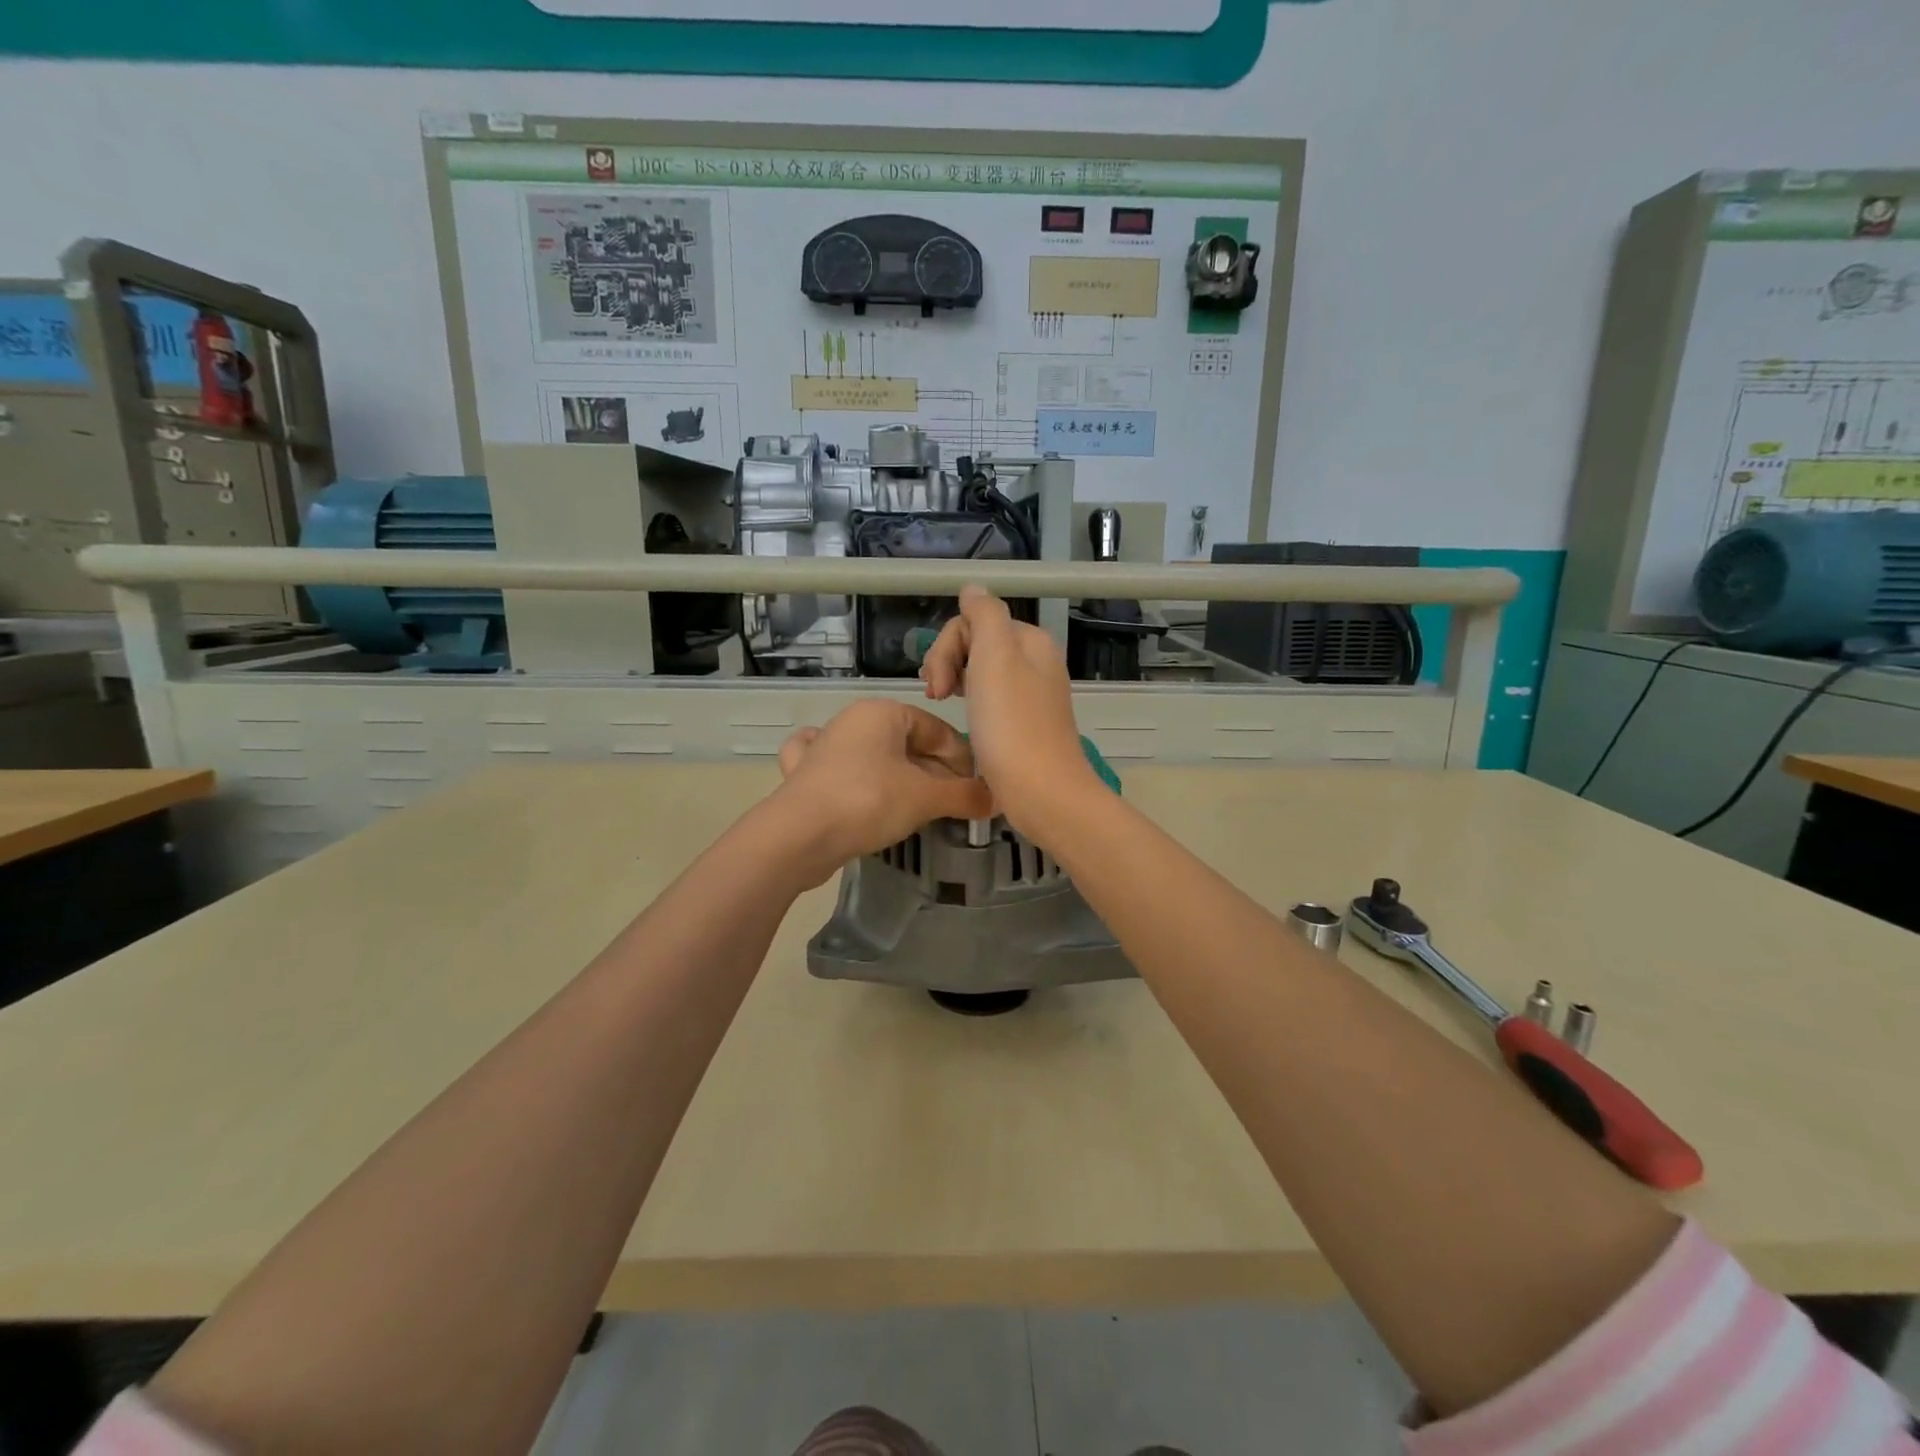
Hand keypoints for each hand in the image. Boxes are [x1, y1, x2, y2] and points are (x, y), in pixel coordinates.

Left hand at [770, 699, 992, 882]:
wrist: (798, 836)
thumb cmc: (869, 801)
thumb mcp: (926, 798)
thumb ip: (964, 796)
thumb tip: (996, 799)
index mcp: (882, 712)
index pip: (937, 729)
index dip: (963, 759)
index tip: (976, 789)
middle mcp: (852, 721)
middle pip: (907, 743)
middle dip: (934, 773)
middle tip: (953, 804)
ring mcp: (823, 746)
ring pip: (874, 756)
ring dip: (899, 778)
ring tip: (917, 805)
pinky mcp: (804, 775)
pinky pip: (837, 769)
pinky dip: (852, 777)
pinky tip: (854, 787)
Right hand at [920, 586, 1099, 835]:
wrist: (1041, 792)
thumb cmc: (1012, 724)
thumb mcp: (996, 657)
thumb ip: (984, 615)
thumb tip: (973, 588)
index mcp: (1030, 641)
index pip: (975, 621)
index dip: (947, 646)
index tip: (936, 683)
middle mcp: (1034, 662)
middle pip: (977, 643)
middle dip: (948, 661)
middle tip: (935, 696)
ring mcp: (1031, 695)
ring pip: (981, 671)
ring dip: (954, 681)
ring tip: (940, 704)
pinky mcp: (1024, 724)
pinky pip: (990, 699)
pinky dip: (970, 703)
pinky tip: (964, 719)